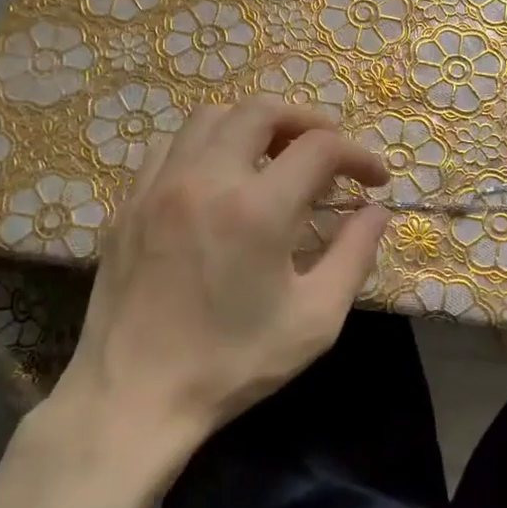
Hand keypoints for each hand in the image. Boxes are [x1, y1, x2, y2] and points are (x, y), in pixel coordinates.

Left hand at [44, 98, 389, 447]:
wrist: (133, 397)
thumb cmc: (232, 364)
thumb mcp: (314, 319)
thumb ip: (354, 256)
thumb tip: (376, 212)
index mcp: (256, 210)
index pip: (320, 148)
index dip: (357, 155)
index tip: (374, 180)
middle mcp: (206, 180)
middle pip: (261, 110)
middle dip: (306, 120)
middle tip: (327, 152)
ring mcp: (160, 186)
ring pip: (210, 117)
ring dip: (252, 125)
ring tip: (274, 156)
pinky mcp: (130, 202)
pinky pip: (170, 145)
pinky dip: (205, 143)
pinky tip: (218, 175)